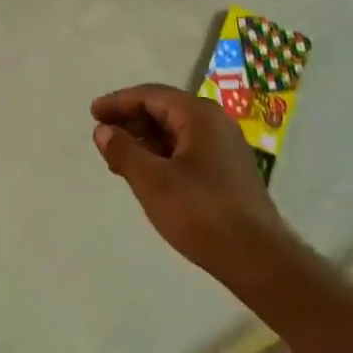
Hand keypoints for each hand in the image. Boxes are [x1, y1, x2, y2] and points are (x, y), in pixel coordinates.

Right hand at [91, 84, 296, 291]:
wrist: (258, 258)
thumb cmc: (202, 213)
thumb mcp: (153, 182)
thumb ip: (124, 152)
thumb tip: (103, 130)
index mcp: (199, 115)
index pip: (151, 95)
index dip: (119, 102)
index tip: (93, 113)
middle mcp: (215, 122)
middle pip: (165, 109)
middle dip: (131, 120)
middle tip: (102, 136)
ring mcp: (225, 146)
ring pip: (176, 131)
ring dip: (145, 140)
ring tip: (118, 158)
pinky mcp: (228, 170)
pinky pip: (188, 149)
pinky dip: (163, 154)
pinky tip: (148, 175)